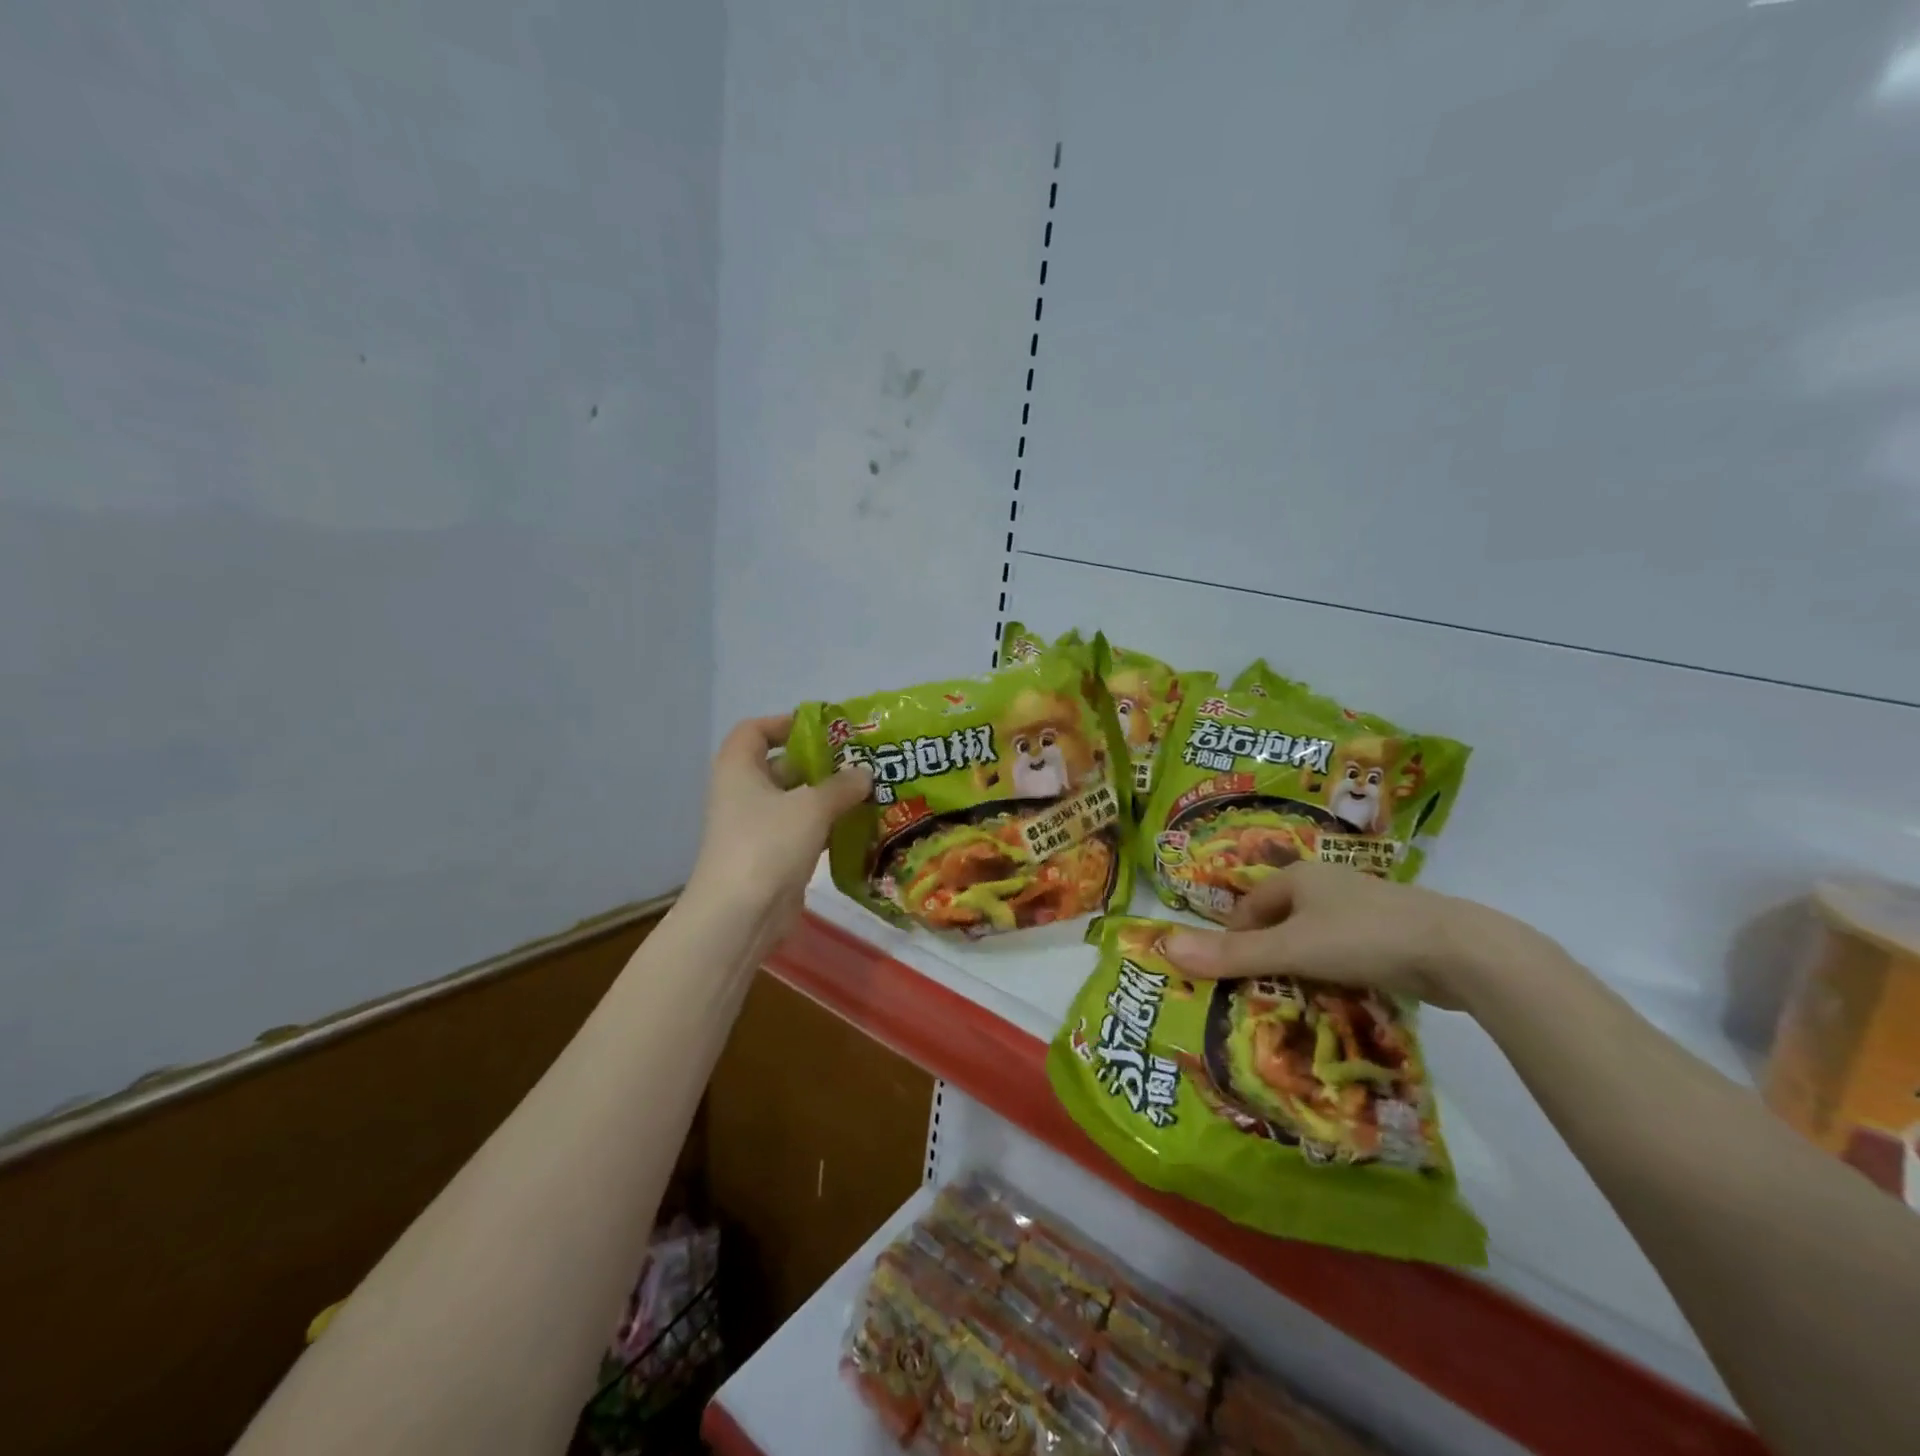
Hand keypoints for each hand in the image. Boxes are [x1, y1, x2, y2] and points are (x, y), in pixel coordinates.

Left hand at [684, 715, 871, 949]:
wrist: (740, 915)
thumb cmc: (768, 844)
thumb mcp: (811, 807)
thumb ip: (842, 785)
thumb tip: (865, 773)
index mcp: (739, 769)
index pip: (754, 730)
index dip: (785, 723)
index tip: (823, 729)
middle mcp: (742, 793)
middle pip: (780, 765)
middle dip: (818, 762)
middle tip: (859, 761)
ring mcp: (755, 827)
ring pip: (794, 800)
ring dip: (826, 796)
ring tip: (867, 790)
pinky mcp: (771, 856)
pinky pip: (801, 830)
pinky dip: (825, 825)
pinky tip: (858, 825)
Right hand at [1161, 862, 1543, 1009]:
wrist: (1460, 950)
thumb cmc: (1362, 938)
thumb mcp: (1290, 949)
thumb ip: (1231, 954)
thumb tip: (1164, 947)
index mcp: (1298, 878)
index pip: (1249, 907)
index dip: (1235, 940)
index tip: (1233, 977)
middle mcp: (1327, 886)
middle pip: (1280, 923)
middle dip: (1269, 957)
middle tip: (1262, 995)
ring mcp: (1362, 908)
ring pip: (1315, 939)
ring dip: (1304, 968)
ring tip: (1299, 1001)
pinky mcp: (1392, 934)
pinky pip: (1347, 952)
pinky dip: (1337, 973)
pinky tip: (1342, 996)